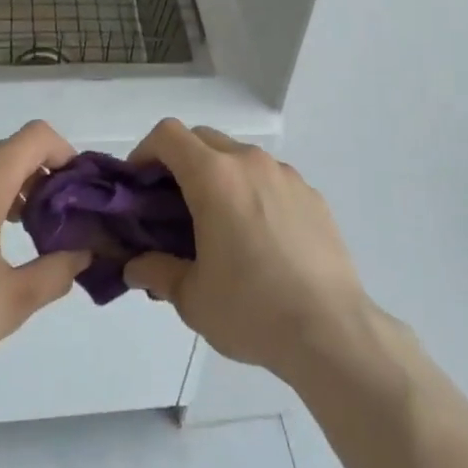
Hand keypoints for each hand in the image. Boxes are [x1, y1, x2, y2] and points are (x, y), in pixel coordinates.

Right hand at [123, 120, 371, 383]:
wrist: (331, 332)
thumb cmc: (252, 310)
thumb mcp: (191, 297)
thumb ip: (156, 271)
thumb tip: (135, 266)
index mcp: (215, 177)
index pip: (168, 135)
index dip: (145, 152)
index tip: (138, 185)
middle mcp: (250, 163)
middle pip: (203, 140)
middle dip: (179, 164)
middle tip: (171, 208)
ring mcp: (286, 176)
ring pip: (239, 158)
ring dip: (218, 177)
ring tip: (217, 226)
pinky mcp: (312, 195)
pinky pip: (270, 180)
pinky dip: (252, 194)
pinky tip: (259, 240)